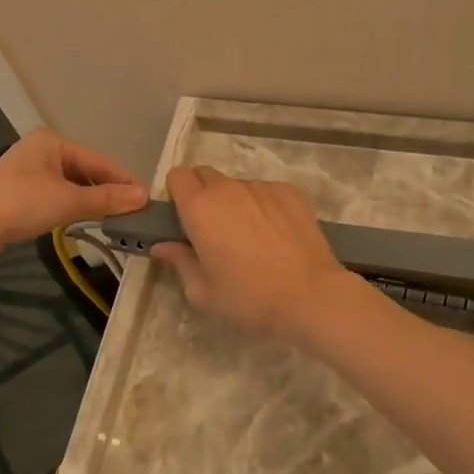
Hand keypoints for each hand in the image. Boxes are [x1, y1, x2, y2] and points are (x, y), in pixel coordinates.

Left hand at [0, 129, 147, 264]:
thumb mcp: (69, 200)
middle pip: (86, 171)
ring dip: (91, 201)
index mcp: (53, 142)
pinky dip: (72, 208)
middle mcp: (41, 152)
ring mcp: (28, 174)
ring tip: (115, 219)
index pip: (100, 160)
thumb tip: (143, 197)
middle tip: (133, 212)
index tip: (147, 199)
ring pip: (71, 186)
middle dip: (108, 191)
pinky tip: (85, 221)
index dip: (124, 180)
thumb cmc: (20, 203)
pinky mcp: (19, 196)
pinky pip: (56, 198)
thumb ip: (106, 198)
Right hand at [150, 166, 360, 341]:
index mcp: (199, 208)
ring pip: (238, 185)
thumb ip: (179, 262)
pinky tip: (276, 235)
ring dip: (235, 202)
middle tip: (213, 229)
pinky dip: (263, 206)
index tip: (183, 218)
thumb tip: (162, 246)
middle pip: (206, 175)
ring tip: (251, 237)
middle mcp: (228, 188)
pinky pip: (266, 192)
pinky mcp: (290, 192)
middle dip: (203, 194)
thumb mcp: (202, 292)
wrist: (310, 296)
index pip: (177, 176)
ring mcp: (262, 186)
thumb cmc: (248, 298)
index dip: (177, 193)